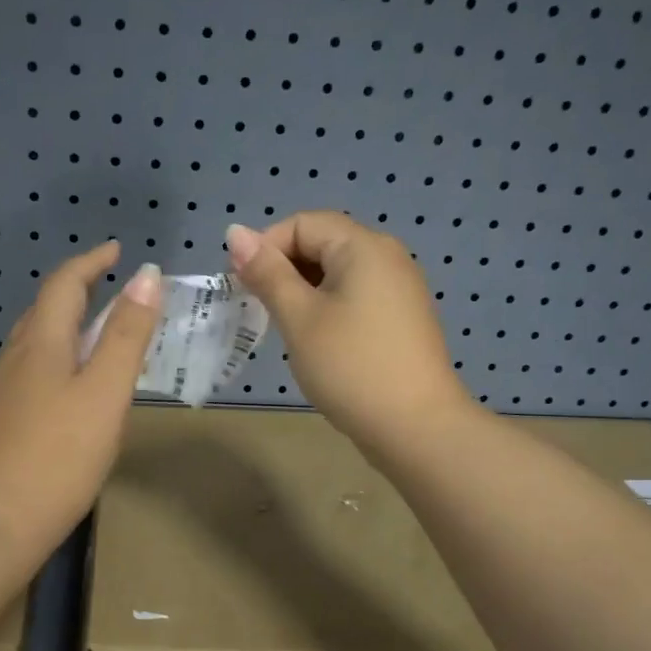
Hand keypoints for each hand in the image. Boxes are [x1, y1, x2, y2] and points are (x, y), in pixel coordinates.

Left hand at [0, 241, 161, 556]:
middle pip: (44, 310)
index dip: (91, 262)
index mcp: (40, 344)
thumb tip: (146, 277)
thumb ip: (126, 335)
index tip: (118, 251)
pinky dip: (55, 361)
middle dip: (78, 292)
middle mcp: (12, 359)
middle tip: (113, 293)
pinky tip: (68, 391)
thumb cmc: (59, 456)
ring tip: (97, 339)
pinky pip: (29, 374)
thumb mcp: (106, 393)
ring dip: (65, 328)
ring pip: (34, 344)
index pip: (64, 284)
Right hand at [226, 213, 472, 455]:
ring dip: (303, 292)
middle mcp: (387, 256)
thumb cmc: (350, 367)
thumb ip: (267, 273)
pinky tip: (318, 342)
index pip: (302, 223)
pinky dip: (328, 308)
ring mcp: (400, 288)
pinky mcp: (402, 318)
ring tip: (286, 329)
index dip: (266, 248)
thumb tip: (235, 231)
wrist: (414, 427)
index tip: (244, 288)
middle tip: (260, 311)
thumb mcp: (299, 318)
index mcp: (363, 246)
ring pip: (337, 273)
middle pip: (322, 243)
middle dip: (284, 270)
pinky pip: (356, 296)